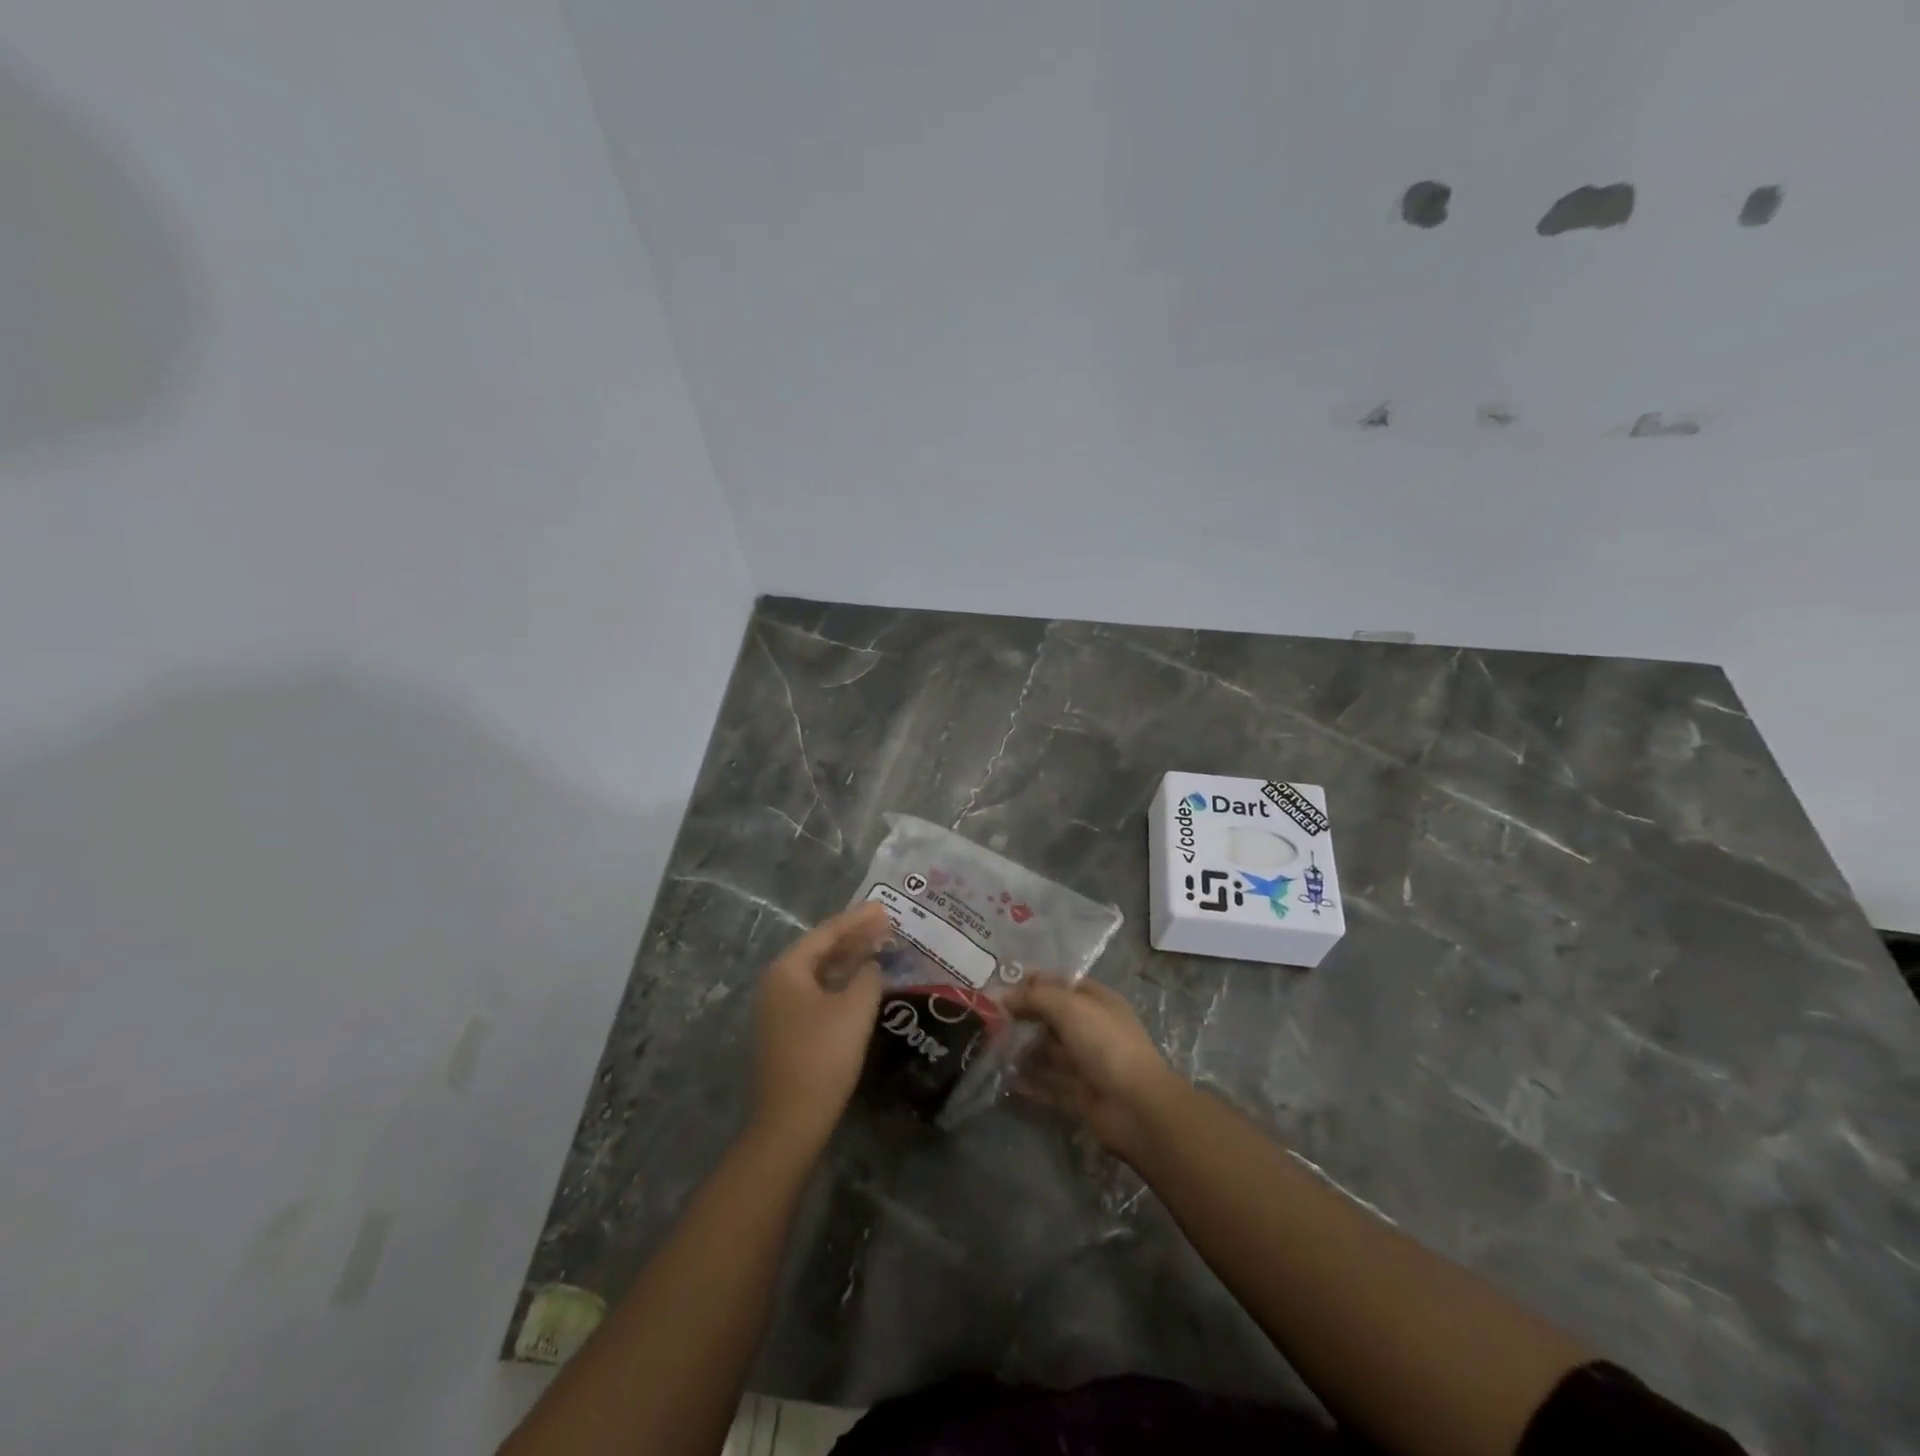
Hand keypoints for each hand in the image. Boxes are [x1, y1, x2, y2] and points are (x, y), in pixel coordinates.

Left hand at [749, 903, 889, 1152]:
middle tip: (887, 925)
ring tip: (880, 947)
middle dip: (854, 937)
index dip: (858, 920)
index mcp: (787, 970)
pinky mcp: (787, 1031)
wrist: (791, 1119)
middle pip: (820, 950)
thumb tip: (871, 966)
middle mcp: (777, 983)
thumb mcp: (855, 1008)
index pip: (827, 933)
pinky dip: (841, 983)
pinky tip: (862, 984)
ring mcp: (779, 1009)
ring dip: (849, 960)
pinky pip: (818, 992)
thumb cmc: (823, 1055)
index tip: (885, 908)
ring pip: (820, 972)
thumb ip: (868, 976)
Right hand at [1004, 974, 1181, 1160]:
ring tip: (991, 1050)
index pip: (1058, 983)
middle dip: (1022, 1017)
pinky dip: (1030, 1083)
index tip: (998, 987)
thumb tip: (999, 993)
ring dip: (1023, 1051)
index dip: (1030, 983)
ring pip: (1048, 1053)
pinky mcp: (1080, 1095)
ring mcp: (1086, 1063)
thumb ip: (1033, 997)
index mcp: (1095, 1000)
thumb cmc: (1105, 1043)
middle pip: (1050, 1018)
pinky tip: (1007, 1081)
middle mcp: (1091, 1028)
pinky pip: (1049, 1085)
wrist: (1137, 1106)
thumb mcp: (1069, 1007)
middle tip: (987, 1021)